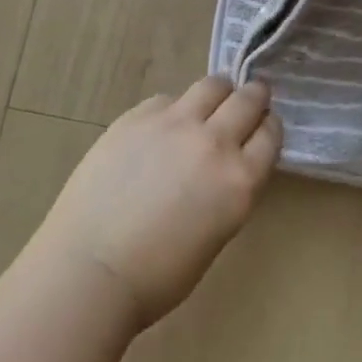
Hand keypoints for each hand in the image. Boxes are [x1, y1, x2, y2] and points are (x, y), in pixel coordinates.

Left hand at [28, 78, 281, 329]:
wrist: (91, 266)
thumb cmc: (157, 276)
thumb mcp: (215, 235)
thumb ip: (228, 192)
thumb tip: (223, 170)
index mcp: (239, 181)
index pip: (270, 134)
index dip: (269, 127)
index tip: (264, 127)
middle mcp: (213, 142)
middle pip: (247, 100)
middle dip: (255, 97)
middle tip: (251, 99)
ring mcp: (174, 123)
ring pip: (211, 86)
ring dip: (219, 92)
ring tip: (211, 102)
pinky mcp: (137, 116)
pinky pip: (167, 99)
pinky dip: (174, 109)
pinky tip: (162, 129)